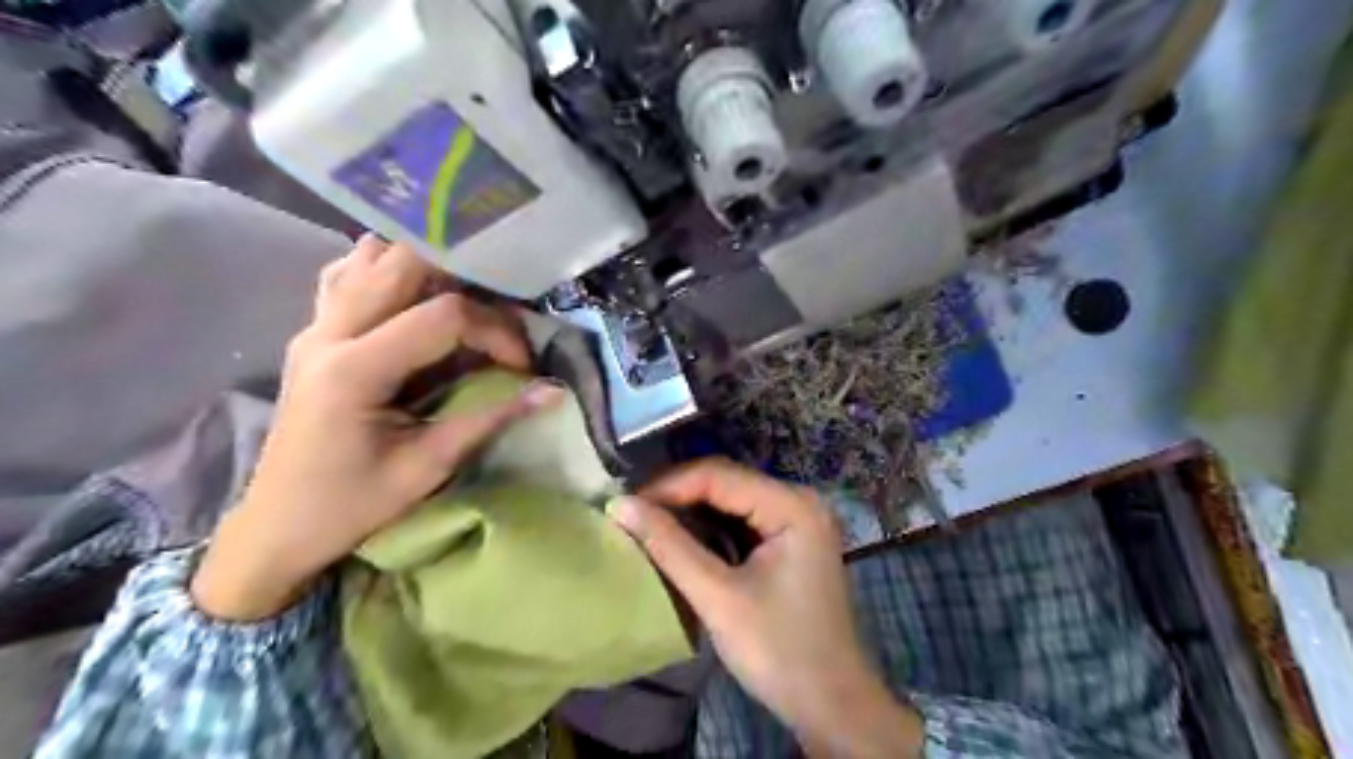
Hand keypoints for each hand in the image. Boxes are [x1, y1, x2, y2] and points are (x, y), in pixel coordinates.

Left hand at [191, 236, 559, 623]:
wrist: (276, 526)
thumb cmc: (351, 505)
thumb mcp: (428, 467)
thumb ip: (491, 420)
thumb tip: (554, 392)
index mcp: (354, 369)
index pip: (443, 315)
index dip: (496, 331)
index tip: (522, 366)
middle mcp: (329, 332)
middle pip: (403, 262)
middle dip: (466, 278)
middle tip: (500, 316)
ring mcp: (316, 326)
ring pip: (372, 256)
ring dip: (427, 268)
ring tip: (466, 301)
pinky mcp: (316, 332)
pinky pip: (350, 275)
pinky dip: (390, 273)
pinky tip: (416, 298)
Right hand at [618, 461, 925, 754]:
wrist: (831, 705)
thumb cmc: (779, 651)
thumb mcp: (718, 597)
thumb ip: (669, 547)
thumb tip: (619, 505)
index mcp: (793, 506)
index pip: (719, 475)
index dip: (667, 487)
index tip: (624, 507)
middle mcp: (799, 500)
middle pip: (726, 482)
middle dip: (676, 496)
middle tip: (631, 515)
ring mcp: (798, 519)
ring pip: (731, 499)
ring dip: (689, 510)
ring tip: (646, 524)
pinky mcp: (791, 540)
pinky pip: (742, 519)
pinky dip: (709, 527)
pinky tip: (680, 538)